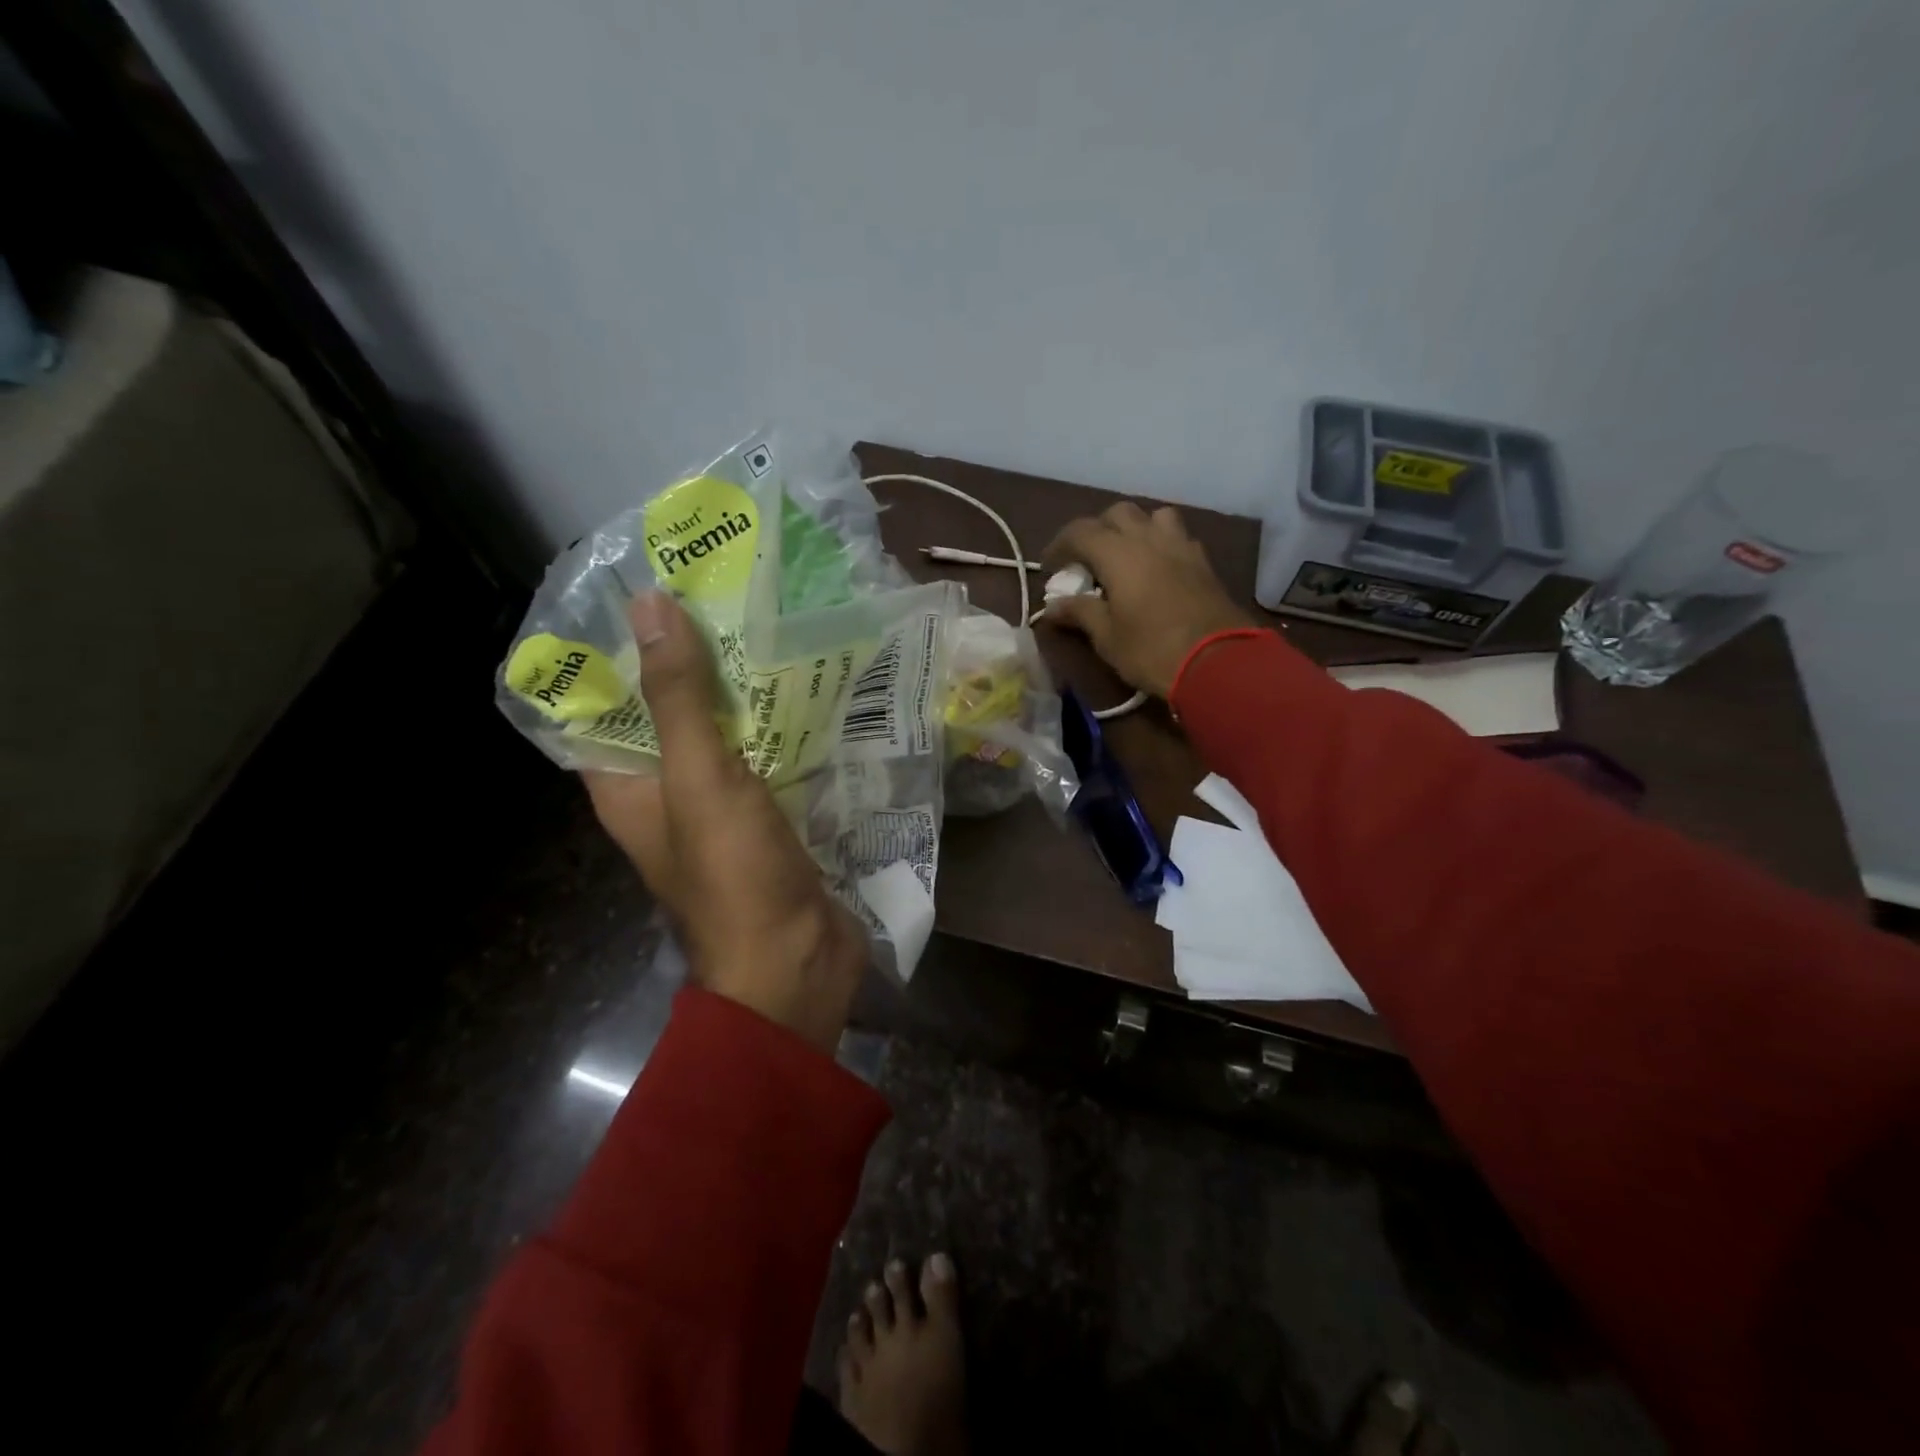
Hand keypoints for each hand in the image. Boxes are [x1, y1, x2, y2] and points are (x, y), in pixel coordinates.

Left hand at [583, 590, 867, 1053]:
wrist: (796, 962)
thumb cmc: (733, 876)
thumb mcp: (699, 779)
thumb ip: (678, 697)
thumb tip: (650, 605)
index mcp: (626, 786)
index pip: (601, 704)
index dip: (615, 650)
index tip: (646, 591)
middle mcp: (667, 792)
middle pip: (668, 712)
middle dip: (691, 659)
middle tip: (723, 595)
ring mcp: (721, 805)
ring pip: (723, 731)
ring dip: (741, 689)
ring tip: (771, 622)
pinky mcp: (769, 814)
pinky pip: (766, 755)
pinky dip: (779, 723)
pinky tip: (809, 683)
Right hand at [1041, 502, 1256, 697]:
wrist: (1218, 662)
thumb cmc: (1152, 650)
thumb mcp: (1107, 637)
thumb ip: (1080, 613)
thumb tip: (1052, 606)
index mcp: (1118, 553)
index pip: (1080, 531)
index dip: (1060, 545)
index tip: (1050, 567)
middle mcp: (1149, 539)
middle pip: (1118, 513)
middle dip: (1098, 530)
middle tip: (1088, 560)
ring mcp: (1181, 547)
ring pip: (1154, 516)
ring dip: (1136, 529)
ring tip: (1127, 556)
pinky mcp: (1204, 562)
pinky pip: (1178, 537)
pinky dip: (1161, 544)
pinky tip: (1158, 569)